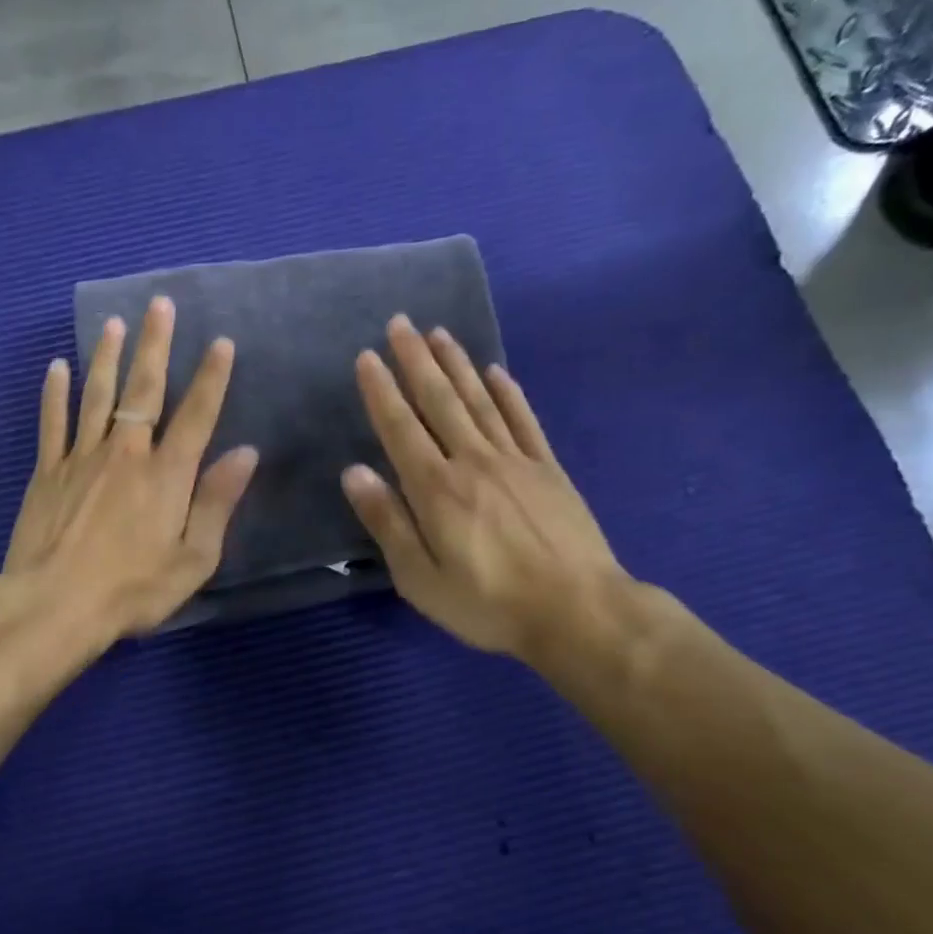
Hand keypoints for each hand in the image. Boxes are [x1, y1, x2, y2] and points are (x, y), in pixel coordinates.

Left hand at [2, 296, 258, 641]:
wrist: (54, 605)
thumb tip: (245, 454)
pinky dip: (55, 393)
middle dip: (154, 345)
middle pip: (143, 389)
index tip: (221, 342)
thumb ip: (217, 502)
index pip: (196, 415)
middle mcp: (125, 453)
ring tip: (113, 321)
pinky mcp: (47, 473)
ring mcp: (81, 459)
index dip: (211, 378)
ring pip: (96, 395)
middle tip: (159, 304)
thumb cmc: (133, 589)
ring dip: (107, 356)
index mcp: (167, 475)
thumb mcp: (193, 558)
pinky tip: (57, 367)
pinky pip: (52, 422)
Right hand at [341, 315, 633, 672]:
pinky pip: (523, 420)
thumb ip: (387, 522)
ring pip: (479, 400)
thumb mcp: (420, 578)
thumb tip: (354, 472)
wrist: (578, 611)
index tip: (367, 357)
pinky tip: (496, 371)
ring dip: (456, 364)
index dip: (381, 391)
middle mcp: (472, 461)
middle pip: (439, 401)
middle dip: (416, 360)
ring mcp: (515, 460)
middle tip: (399, 323)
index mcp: (435, 489)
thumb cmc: (488, 603)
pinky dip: (508, 392)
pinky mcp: (548, 469)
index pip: (400, 428)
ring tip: (438, 333)